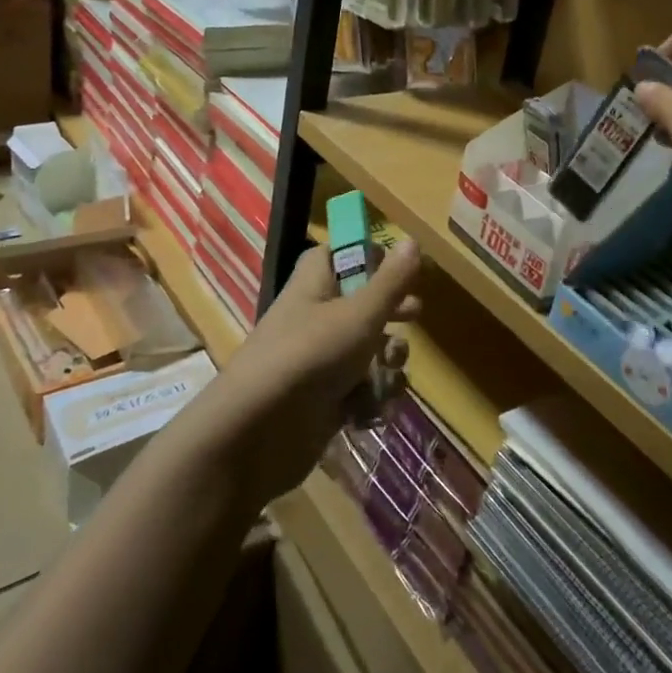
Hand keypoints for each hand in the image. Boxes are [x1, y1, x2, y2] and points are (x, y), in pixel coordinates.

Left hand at [216, 239, 422, 503]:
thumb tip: (412, 239)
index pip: (335, 255)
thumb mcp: (359, 314)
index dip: (365, 255)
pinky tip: (373, 409)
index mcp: (314, 286)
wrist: (258, 433)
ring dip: (387, 362)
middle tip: (413, 314)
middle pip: (361, 305)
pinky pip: (361, 390)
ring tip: (388, 373)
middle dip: (391, 313)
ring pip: (367, 351)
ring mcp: (320, 362)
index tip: (395, 265)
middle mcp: (315, 319)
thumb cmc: (311, 355)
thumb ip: (391, 281)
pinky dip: (372, 398)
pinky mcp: (325, 402)